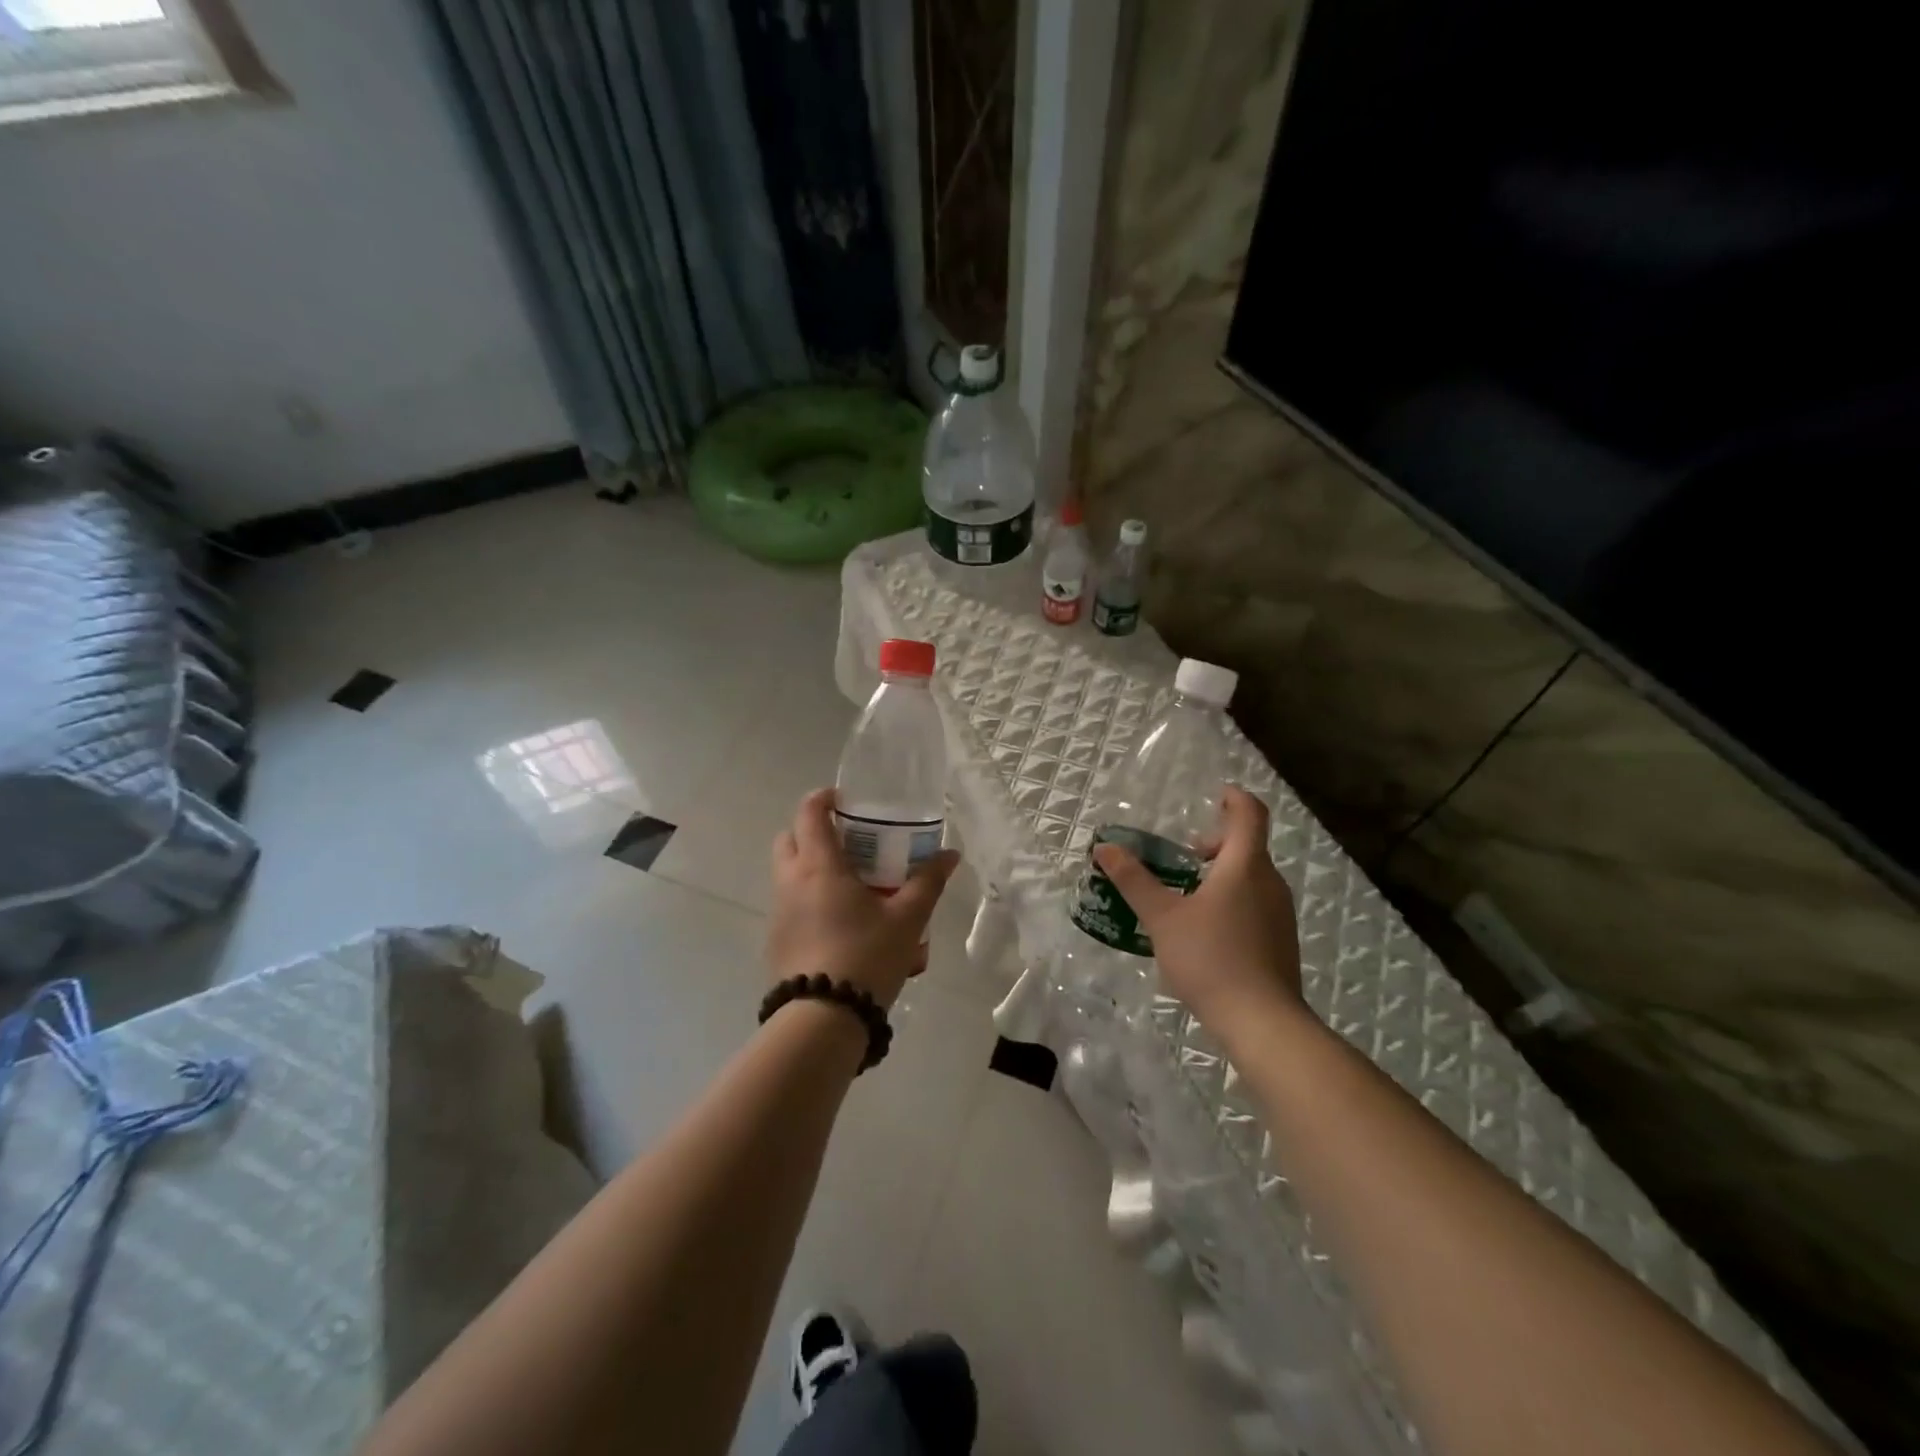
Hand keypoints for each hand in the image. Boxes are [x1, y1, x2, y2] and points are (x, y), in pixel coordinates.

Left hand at [768, 788, 960, 1007]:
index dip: (824, 797)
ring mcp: (778, 913)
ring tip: (851, 886)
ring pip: (787, 873)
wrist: (823, 1019)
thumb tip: (950, 855)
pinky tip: (840, 924)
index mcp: (819, 866)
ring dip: (812, 867)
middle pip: (790, 839)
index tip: (846, 799)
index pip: (809, 812)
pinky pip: (790, 905)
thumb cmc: (866, 956)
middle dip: (814, 831)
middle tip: (848, 842)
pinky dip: (808, 899)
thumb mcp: (907, 918)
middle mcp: (790, 882)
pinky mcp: (776, 941)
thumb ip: (928, 882)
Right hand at [1092, 786, 1303, 1031]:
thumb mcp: (1161, 917)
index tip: (1215, 795)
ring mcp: (1280, 913)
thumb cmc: (1210, 958)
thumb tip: (1104, 848)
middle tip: (1185, 856)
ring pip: (1253, 876)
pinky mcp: (1281, 940)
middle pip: (1249, 846)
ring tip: (1188, 896)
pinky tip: (1206, 931)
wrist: (1262, 1022)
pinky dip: (1233, 899)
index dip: (1235, 798)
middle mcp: (1270, 883)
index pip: (1250, 814)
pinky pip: (1257, 903)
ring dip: (1223, 874)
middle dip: (1216, 843)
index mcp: (1245, 866)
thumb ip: (1133, 880)